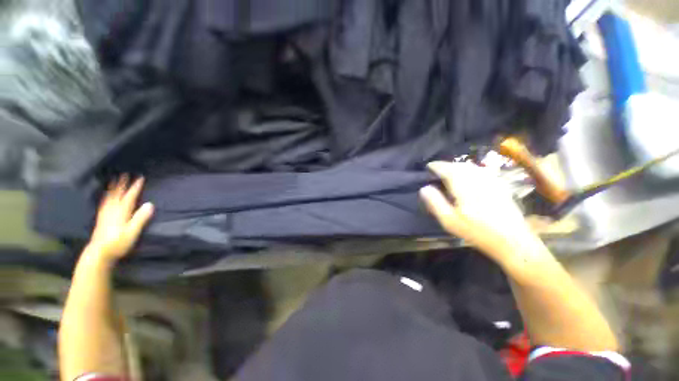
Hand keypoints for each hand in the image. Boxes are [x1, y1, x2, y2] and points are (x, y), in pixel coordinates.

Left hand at [87, 176, 153, 263]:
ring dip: (112, 188)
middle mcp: (112, 211)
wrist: (99, 254)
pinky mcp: (101, 219)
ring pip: (109, 198)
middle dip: (121, 184)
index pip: (129, 196)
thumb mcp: (132, 232)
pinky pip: (103, 203)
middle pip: (117, 194)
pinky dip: (106, 197)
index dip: (135, 187)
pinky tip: (106, 197)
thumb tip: (150, 204)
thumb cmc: (118, 243)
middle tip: (124, 174)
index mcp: (121, 212)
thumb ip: (141, 218)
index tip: (140, 178)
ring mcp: (105, 215)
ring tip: (113, 181)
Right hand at [420, 162, 543, 261]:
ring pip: (471, 167)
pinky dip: (471, 170)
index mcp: (464, 186)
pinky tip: (469, 177)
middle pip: (459, 165)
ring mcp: (491, 181)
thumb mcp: (450, 221)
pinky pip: (482, 171)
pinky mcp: (500, 186)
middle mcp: (478, 179)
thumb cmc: (477, 232)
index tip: (428, 166)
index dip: (436, 166)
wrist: (513, 241)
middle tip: (437, 170)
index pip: (447, 169)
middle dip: (447, 165)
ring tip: (450, 172)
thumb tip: (424, 188)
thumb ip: (435, 203)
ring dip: (458, 166)